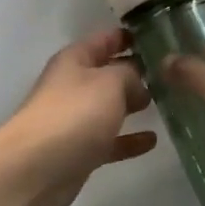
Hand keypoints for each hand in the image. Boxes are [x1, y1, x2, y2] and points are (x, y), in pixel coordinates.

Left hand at [0, 27, 156, 205]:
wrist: (35, 170)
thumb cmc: (74, 114)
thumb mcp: (109, 83)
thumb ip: (129, 75)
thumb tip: (138, 82)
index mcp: (74, 60)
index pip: (105, 39)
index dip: (128, 35)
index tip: (158, 35)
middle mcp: (73, 85)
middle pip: (108, 73)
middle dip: (135, 71)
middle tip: (169, 72)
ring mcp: (74, 120)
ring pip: (109, 106)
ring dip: (132, 104)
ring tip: (165, 102)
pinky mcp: (79, 151)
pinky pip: (110, 140)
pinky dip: (129, 140)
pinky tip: (152, 140)